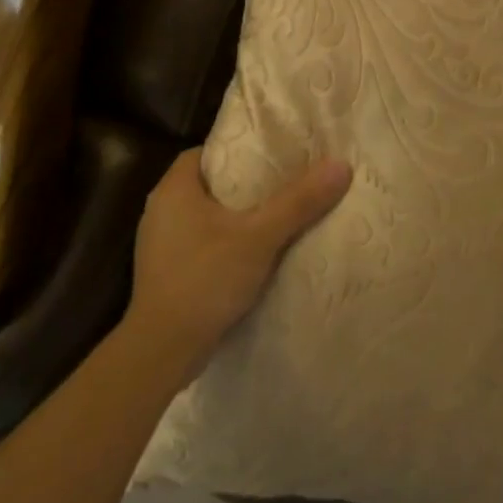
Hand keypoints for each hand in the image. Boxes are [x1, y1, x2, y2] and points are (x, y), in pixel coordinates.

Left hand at [125, 149, 352, 376]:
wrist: (162, 353)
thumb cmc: (205, 280)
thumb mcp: (259, 237)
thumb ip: (299, 201)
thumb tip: (341, 165)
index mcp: (173, 190)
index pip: (206, 152)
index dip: (238, 149)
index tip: (272, 154)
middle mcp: (160, 210)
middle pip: (209, 183)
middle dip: (244, 183)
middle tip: (284, 180)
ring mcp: (160, 244)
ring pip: (206, 215)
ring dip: (237, 215)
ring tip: (277, 213)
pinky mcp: (167, 272)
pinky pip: (202, 242)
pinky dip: (226, 241)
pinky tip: (255, 251)